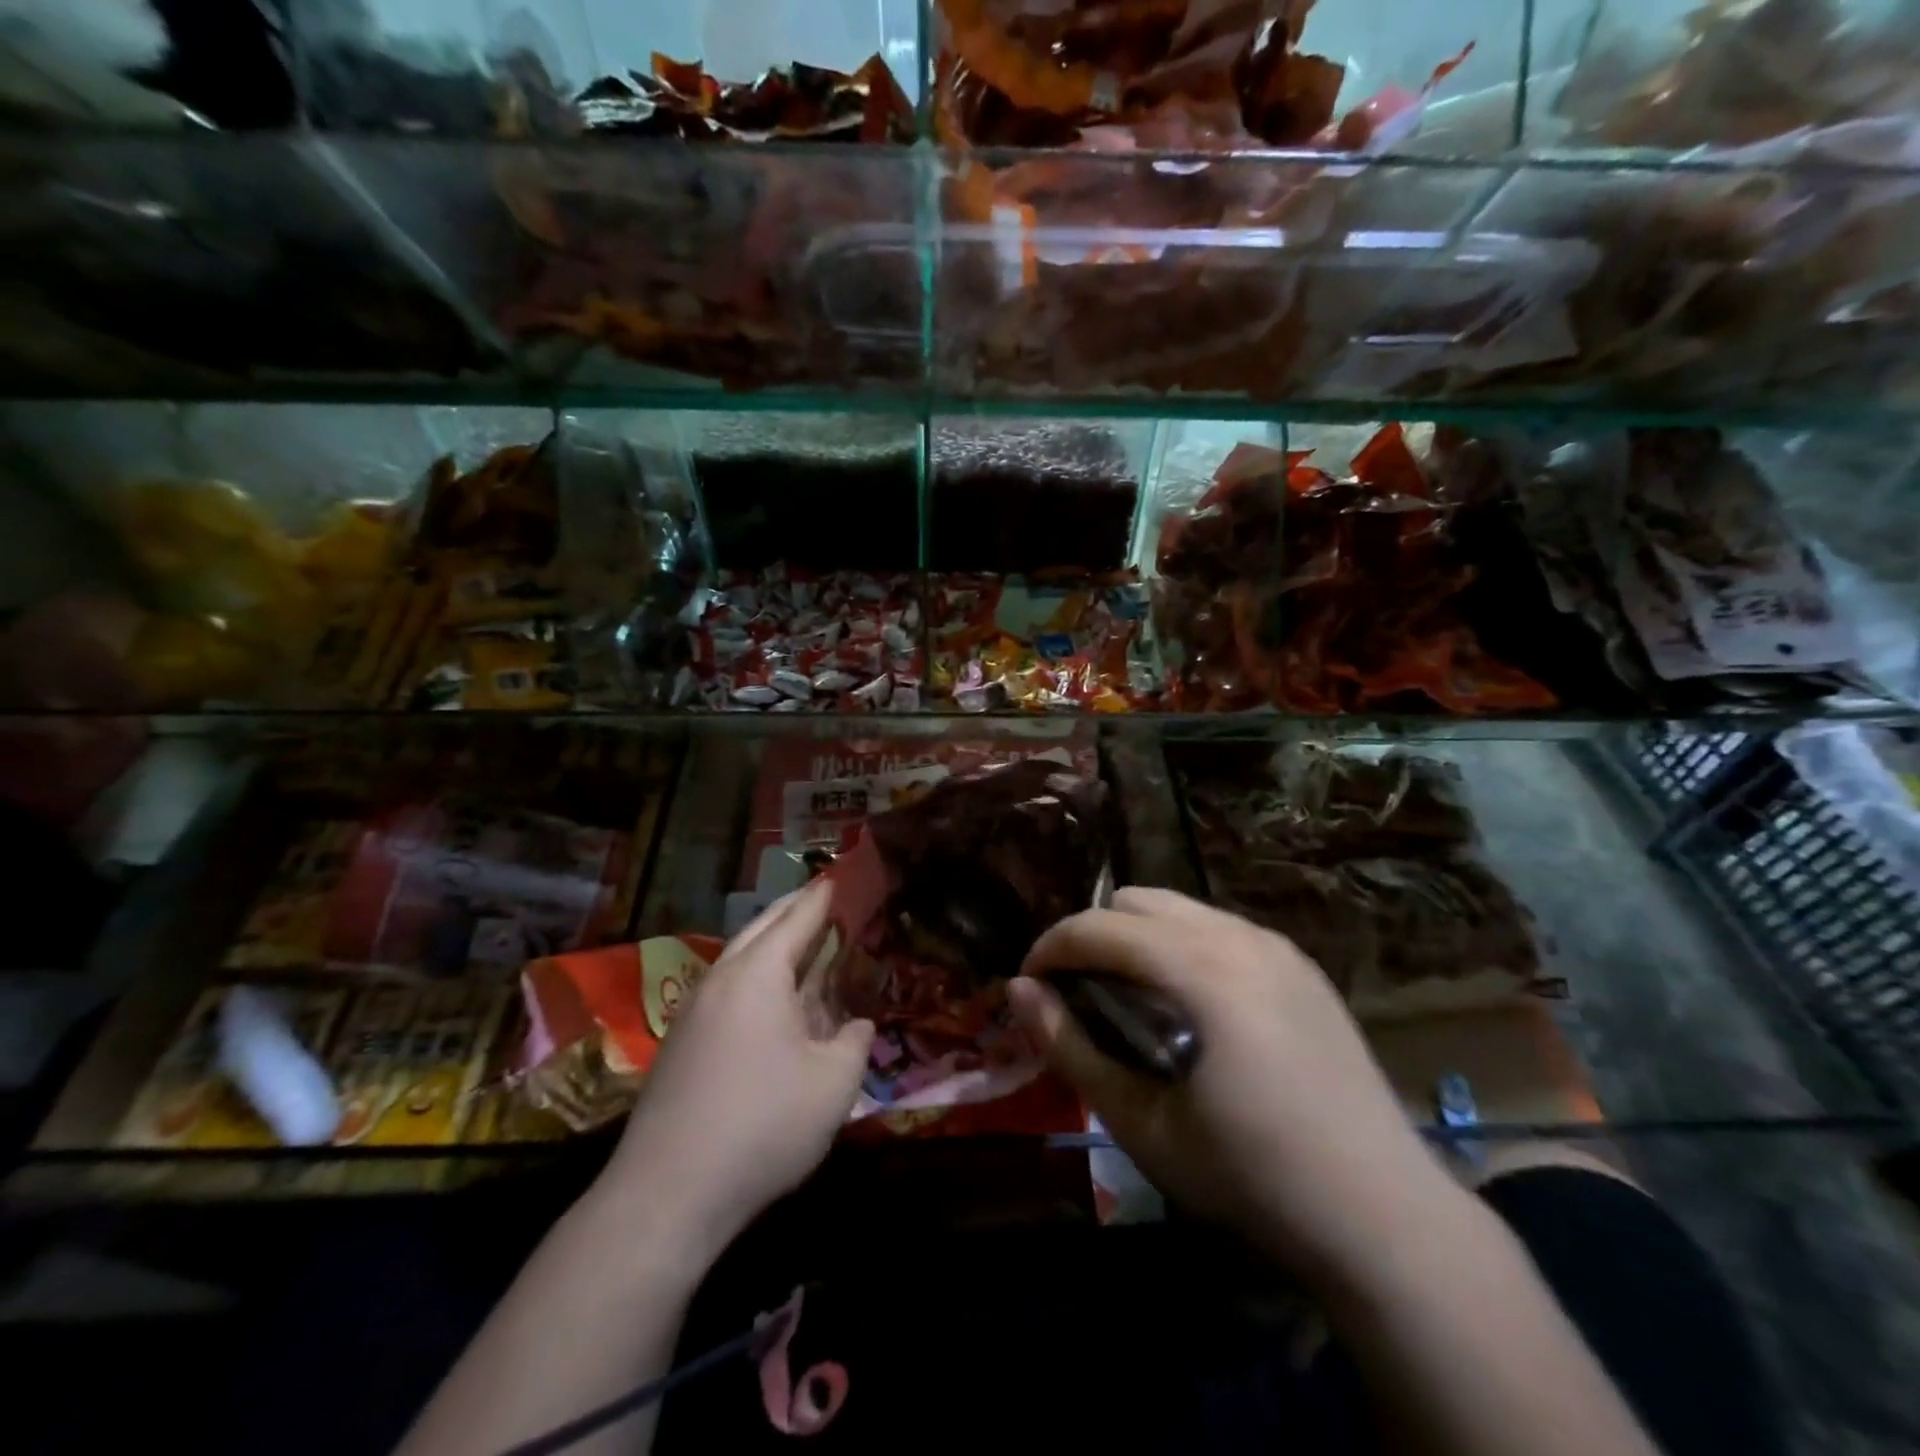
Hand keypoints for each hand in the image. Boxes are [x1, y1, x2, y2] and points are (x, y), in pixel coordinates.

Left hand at [594, 881, 872, 1264]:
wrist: (666, 1194)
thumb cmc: (762, 1125)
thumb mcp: (833, 1085)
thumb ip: (854, 1043)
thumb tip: (855, 1025)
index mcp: (759, 973)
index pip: (798, 918)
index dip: (823, 897)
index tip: (840, 876)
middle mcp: (721, 978)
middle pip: (762, 928)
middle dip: (795, 911)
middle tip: (824, 901)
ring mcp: (694, 1011)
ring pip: (740, 959)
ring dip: (774, 946)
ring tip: (804, 948)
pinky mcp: (681, 1044)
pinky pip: (727, 990)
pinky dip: (756, 979)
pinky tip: (772, 1006)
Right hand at [1010, 888, 1453, 1284]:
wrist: (1380, 1213)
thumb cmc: (1247, 1174)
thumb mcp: (1139, 1120)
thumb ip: (1069, 1046)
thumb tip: (1018, 989)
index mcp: (1197, 969)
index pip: (1097, 927)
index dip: (1050, 948)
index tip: (1031, 985)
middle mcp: (1237, 936)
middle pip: (1136, 901)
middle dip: (1094, 936)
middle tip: (1080, 993)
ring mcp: (1275, 945)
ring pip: (1180, 908)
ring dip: (1139, 938)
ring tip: (1133, 998)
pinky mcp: (1301, 965)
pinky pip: (1220, 929)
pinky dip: (1184, 947)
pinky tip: (1193, 1007)